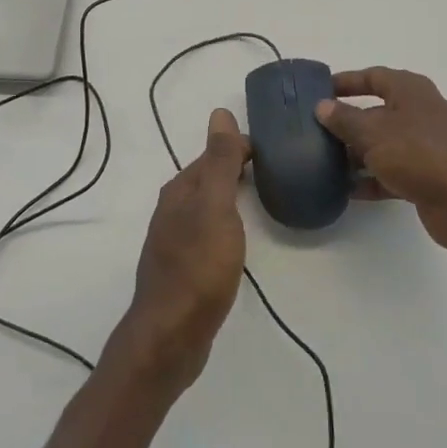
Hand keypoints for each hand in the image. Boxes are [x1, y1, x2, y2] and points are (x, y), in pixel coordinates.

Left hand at [107, 109, 249, 393]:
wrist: (170, 335)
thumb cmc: (198, 267)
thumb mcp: (215, 207)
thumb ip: (220, 161)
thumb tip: (220, 111)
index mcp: (180, 190)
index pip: (214, 154)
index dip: (242, 147)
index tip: (275, 149)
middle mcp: (173, 209)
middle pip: (208, 178)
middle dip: (236, 168)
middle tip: (276, 169)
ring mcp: (175, 239)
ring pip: (207, 205)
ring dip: (230, 196)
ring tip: (263, 197)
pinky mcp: (183, 267)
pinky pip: (207, 231)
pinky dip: (225, 223)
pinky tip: (237, 238)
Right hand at [316, 68, 446, 253]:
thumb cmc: (418, 154)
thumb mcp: (372, 133)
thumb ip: (344, 119)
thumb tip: (322, 106)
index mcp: (410, 91)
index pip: (373, 77)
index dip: (346, 82)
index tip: (319, 91)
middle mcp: (420, 113)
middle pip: (377, 112)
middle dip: (347, 122)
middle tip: (316, 131)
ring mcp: (426, 146)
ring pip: (383, 144)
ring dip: (357, 153)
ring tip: (324, 162)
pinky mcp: (428, 176)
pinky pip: (392, 172)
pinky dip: (372, 179)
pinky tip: (347, 191)